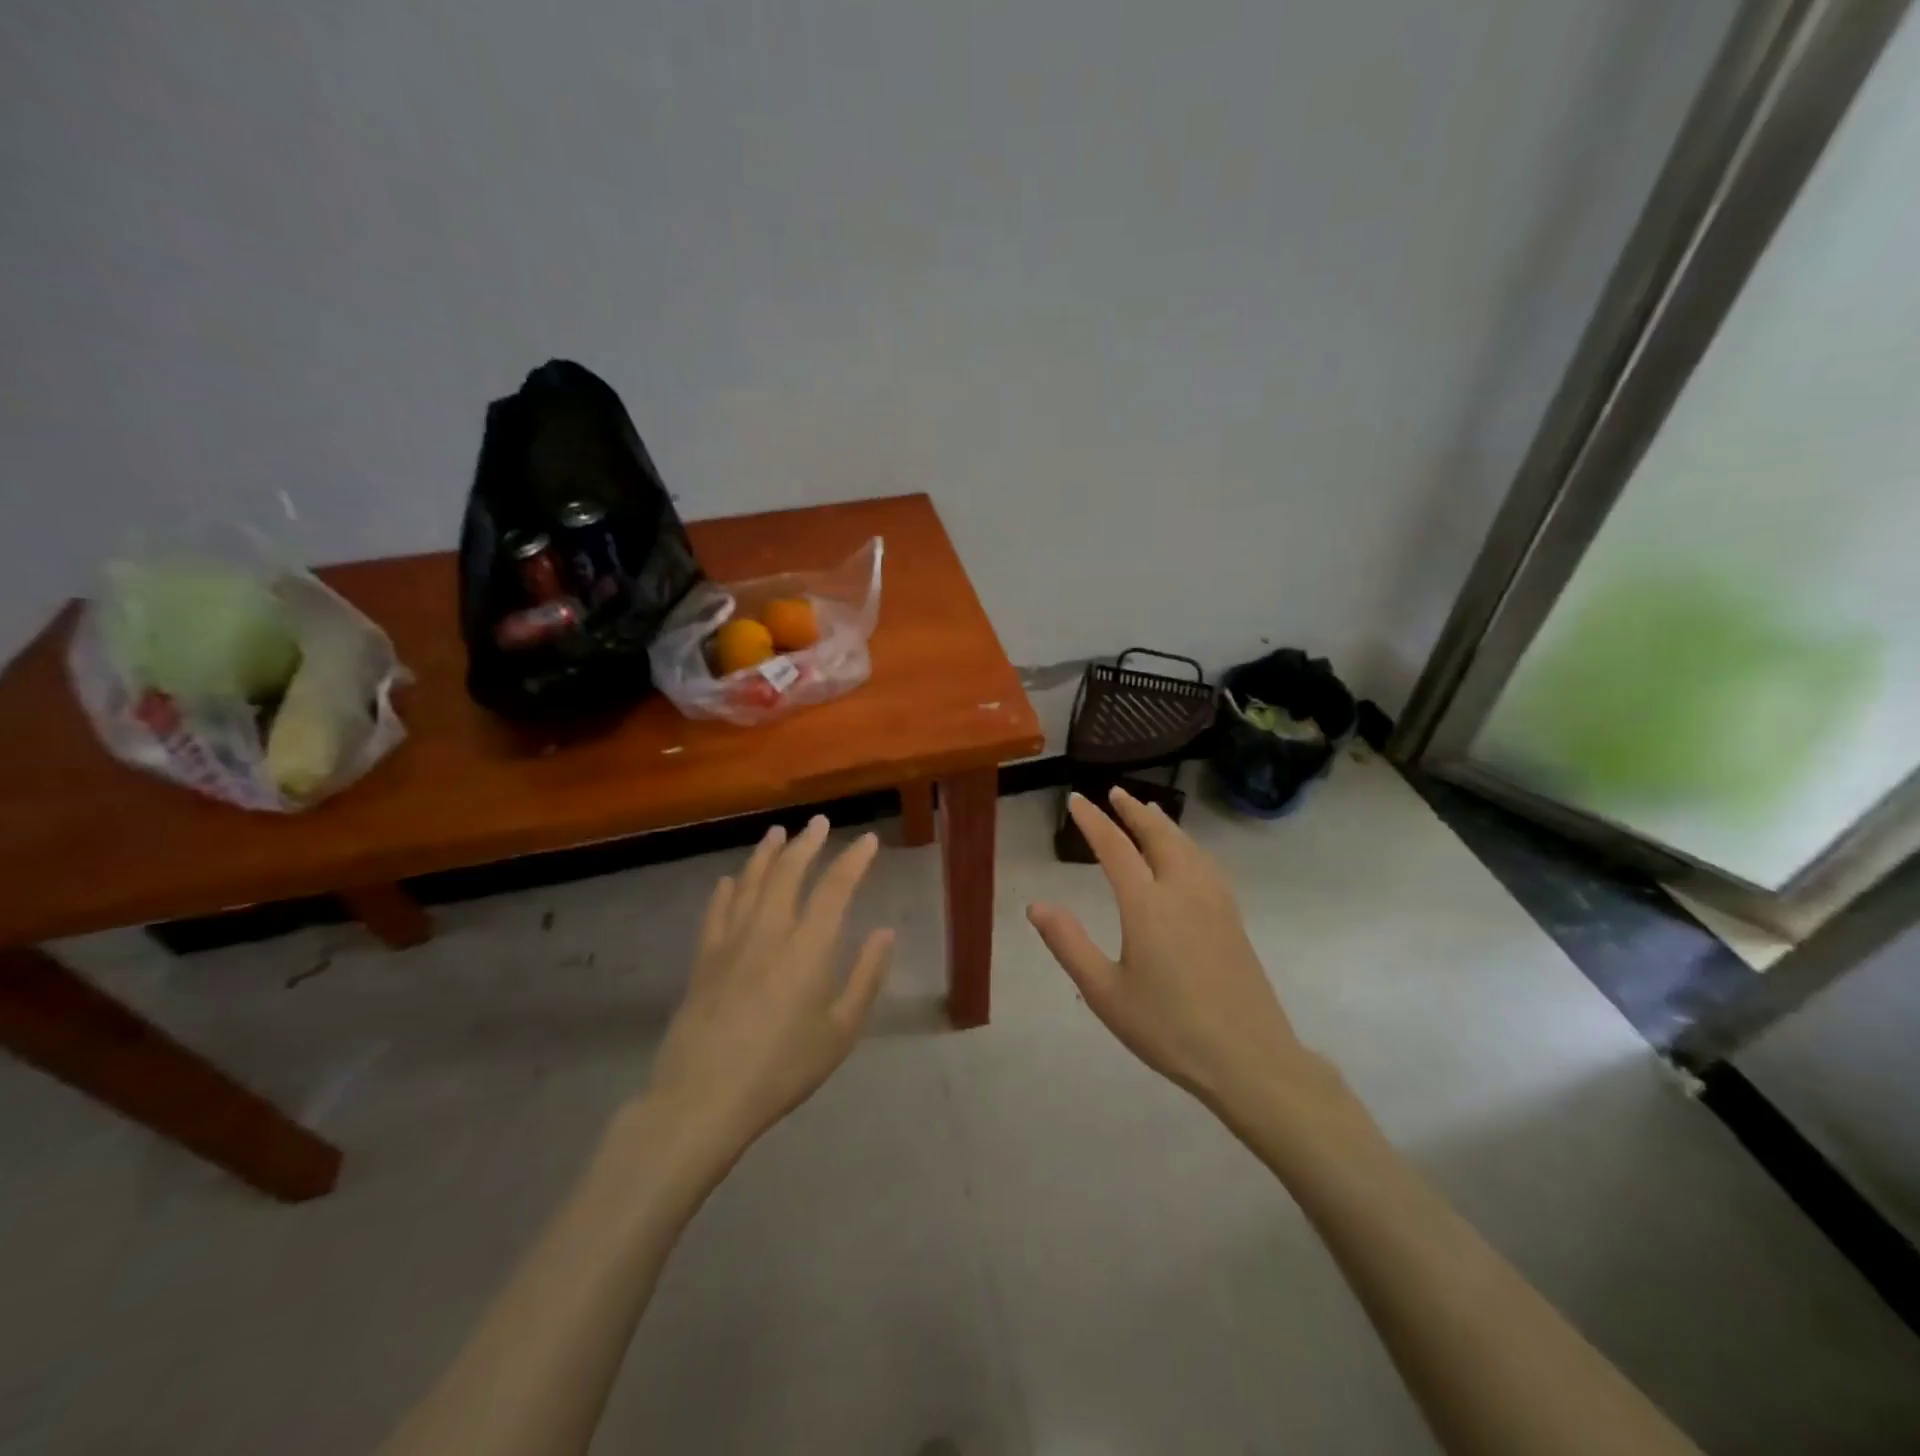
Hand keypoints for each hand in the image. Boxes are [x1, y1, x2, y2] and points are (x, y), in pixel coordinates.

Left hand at [646, 816, 894, 1154]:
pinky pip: (716, 912)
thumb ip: (866, 976)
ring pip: (750, 882)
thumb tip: (885, 932)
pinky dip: (726, 890)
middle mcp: (769, 931)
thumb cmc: (783, 1068)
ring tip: (776, 832)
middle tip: (819, 822)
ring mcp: (731, 942)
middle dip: (807, 842)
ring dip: (766, 854)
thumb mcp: (841, 1031)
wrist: (704, 1097)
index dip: (854, 859)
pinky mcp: (703, 959)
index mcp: (808, 947)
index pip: (835, 887)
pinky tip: (730, 880)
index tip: (868, 840)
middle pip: (788, 872)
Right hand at [1027, 788, 1313, 1115]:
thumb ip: (1069, 944)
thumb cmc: (1168, 1028)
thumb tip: (1036, 906)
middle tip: (1115, 793)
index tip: (1076, 800)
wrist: (1248, 1058)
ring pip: (1187, 846)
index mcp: (1147, 904)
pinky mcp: (1232, 918)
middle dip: (1133, 812)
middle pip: (1158, 836)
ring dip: (1164, 824)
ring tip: (1150, 811)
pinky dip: (1188, 845)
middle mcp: (1182, 890)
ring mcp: (1214, 902)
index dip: (1093, 821)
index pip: (1114, 848)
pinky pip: (1206, 864)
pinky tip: (1189, 855)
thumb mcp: (1105, 992)